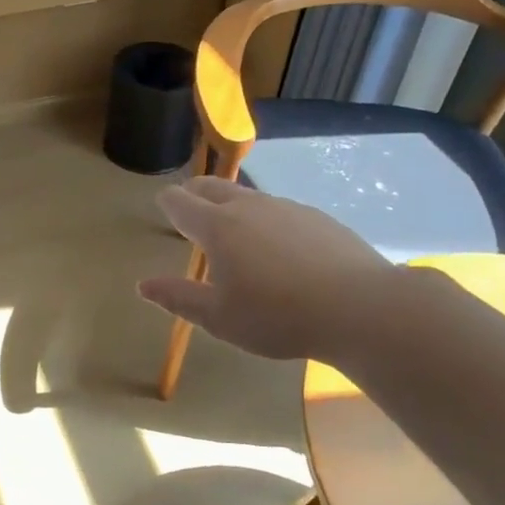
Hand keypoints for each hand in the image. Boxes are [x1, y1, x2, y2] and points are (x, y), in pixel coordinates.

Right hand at [137, 177, 396, 363]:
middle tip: (189, 204)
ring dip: (232, 205)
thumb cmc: (277, 316)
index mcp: (217, 227)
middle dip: (195, 192)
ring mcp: (287, 208)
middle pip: (212, 187)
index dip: (168, 202)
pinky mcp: (318, 218)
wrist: (361, 308)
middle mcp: (248, 207)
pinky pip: (280, 211)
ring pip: (248, 196)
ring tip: (234, 227)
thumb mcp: (219, 317)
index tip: (163, 205)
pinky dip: (267, 220)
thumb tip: (143, 285)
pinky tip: (279, 246)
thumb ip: (178, 297)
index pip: (181, 202)